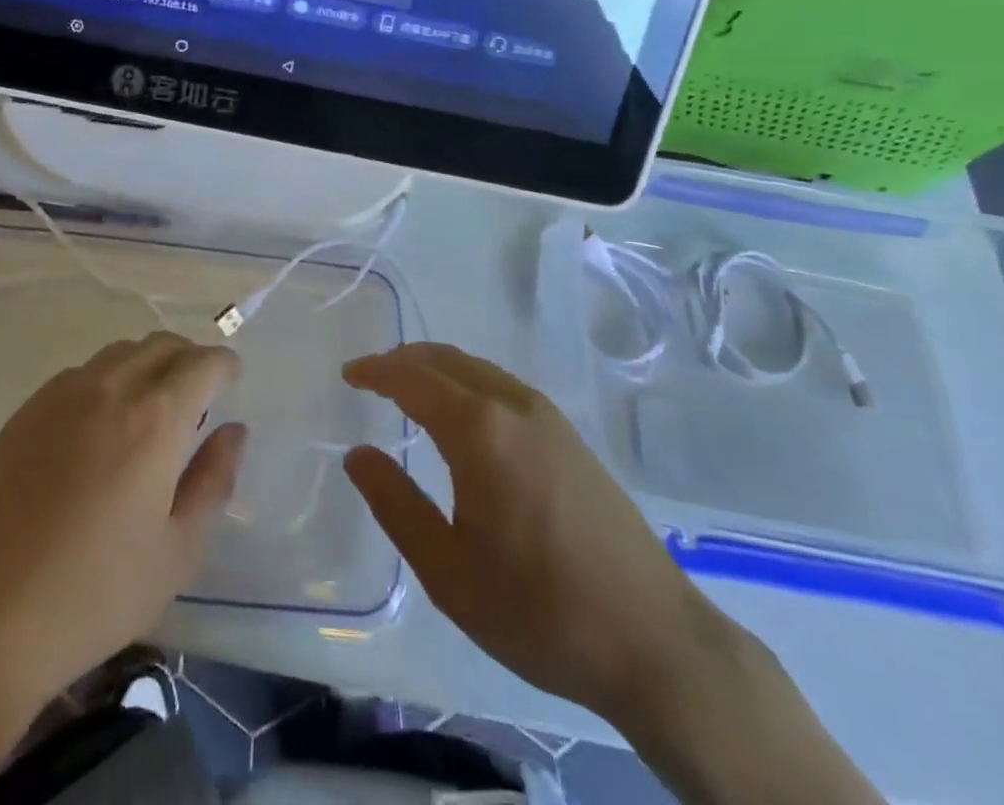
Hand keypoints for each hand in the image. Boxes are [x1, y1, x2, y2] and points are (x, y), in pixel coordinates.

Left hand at [0, 333, 245, 804]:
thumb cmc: (95, 594)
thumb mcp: (178, 551)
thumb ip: (214, 481)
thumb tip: (233, 431)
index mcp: (154, 419)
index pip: (202, 364)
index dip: (224, 365)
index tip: (233, 378)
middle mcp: (109, 389)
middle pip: (160, 345)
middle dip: (189, 358)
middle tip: (199, 393)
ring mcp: (60, 396)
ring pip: (119, 353)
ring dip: (147, 365)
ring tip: (150, 407)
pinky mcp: (24, 413)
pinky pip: (79, 374)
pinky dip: (106, 380)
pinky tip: (99, 425)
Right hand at [340, 342, 731, 725]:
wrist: (655, 642)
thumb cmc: (540, 611)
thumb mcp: (448, 572)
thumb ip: (396, 505)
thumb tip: (358, 454)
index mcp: (480, 430)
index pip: (413, 378)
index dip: (376, 371)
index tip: (348, 375)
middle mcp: (514, 406)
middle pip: (446, 360)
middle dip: (403, 361)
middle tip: (371, 379)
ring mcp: (549, 417)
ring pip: (477, 369)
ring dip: (436, 369)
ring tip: (407, 392)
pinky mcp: (570, 436)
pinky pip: (502, 386)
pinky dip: (467, 382)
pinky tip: (462, 416)